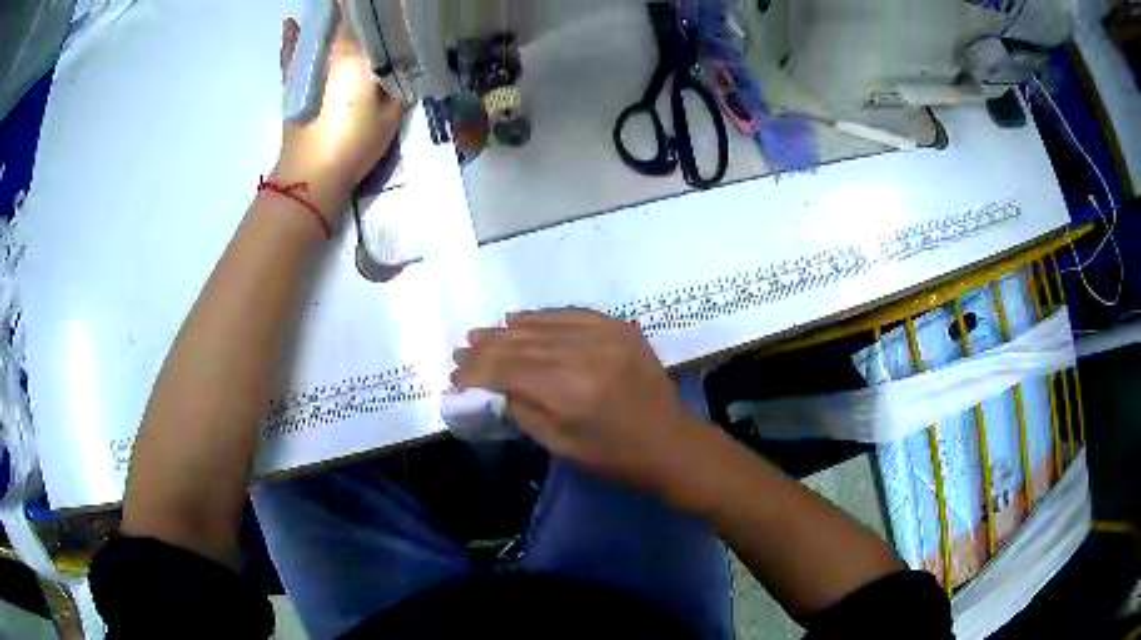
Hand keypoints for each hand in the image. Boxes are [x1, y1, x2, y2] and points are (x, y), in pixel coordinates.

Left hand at [273, 16, 406, 221]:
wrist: (310, 177)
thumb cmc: (353, 146)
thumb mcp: (391, 119)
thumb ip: (402, 87)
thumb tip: (410, 65)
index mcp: (359, 56)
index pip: (372, 21)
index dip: (385, 11)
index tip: (396, 7)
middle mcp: (332, 52)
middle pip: (348, 21)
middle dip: (361, 11)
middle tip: (377, 10)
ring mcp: (310, 65)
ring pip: (323, 30)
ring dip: (333, 17)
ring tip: (344, 10)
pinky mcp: (293, 81)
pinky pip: (292, 52)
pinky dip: (291, 37)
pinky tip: (292, 22)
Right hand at [452, 311, 708, 496]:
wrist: (671, 443)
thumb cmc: (614, 457)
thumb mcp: (560, 445)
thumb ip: (521, 411)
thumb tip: (487, 388)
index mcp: (569, 392)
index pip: (507, 371)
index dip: (476, 371)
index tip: (455, 375)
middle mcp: (585, 355)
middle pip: (521, 345)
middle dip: (485, 350)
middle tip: (460, 353)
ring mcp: (606, 336)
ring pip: (542, 328)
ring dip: (506, 332)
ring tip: (478, 335)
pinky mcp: (619, 328)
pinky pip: (571, 315)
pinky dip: (540, 317)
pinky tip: (516, 319)